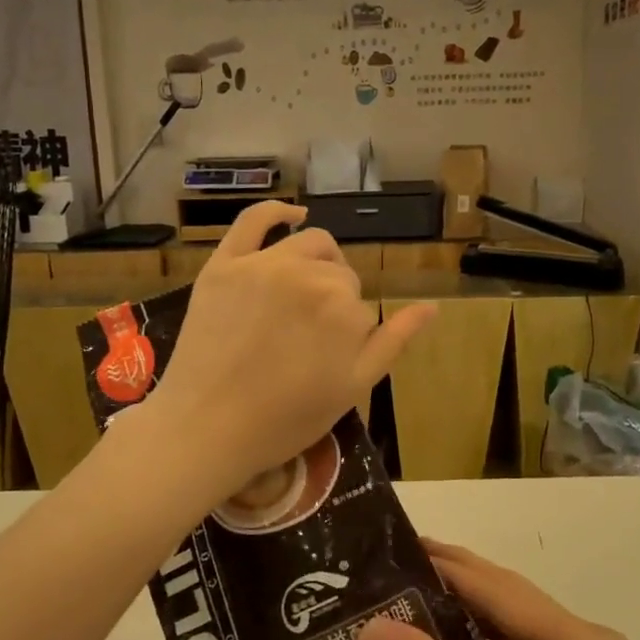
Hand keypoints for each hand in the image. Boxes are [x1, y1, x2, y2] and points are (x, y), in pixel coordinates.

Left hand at [148, 202, 434, 496]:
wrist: (206, 428)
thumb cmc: (286, 418)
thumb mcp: (353, 387)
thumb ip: (394, 342)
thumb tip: (432, 307)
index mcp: (344, 307)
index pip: (360, 308)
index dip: (348, 336)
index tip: (326, 361)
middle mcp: (308, 273)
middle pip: (337, 276)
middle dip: (334, 302)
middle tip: (310, 340)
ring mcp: (262, 264)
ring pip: (309, 246)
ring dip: (318, 264)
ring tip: (304, 297)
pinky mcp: (223, 264)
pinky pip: (254, 220)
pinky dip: (278, 212)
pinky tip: (293, 216)